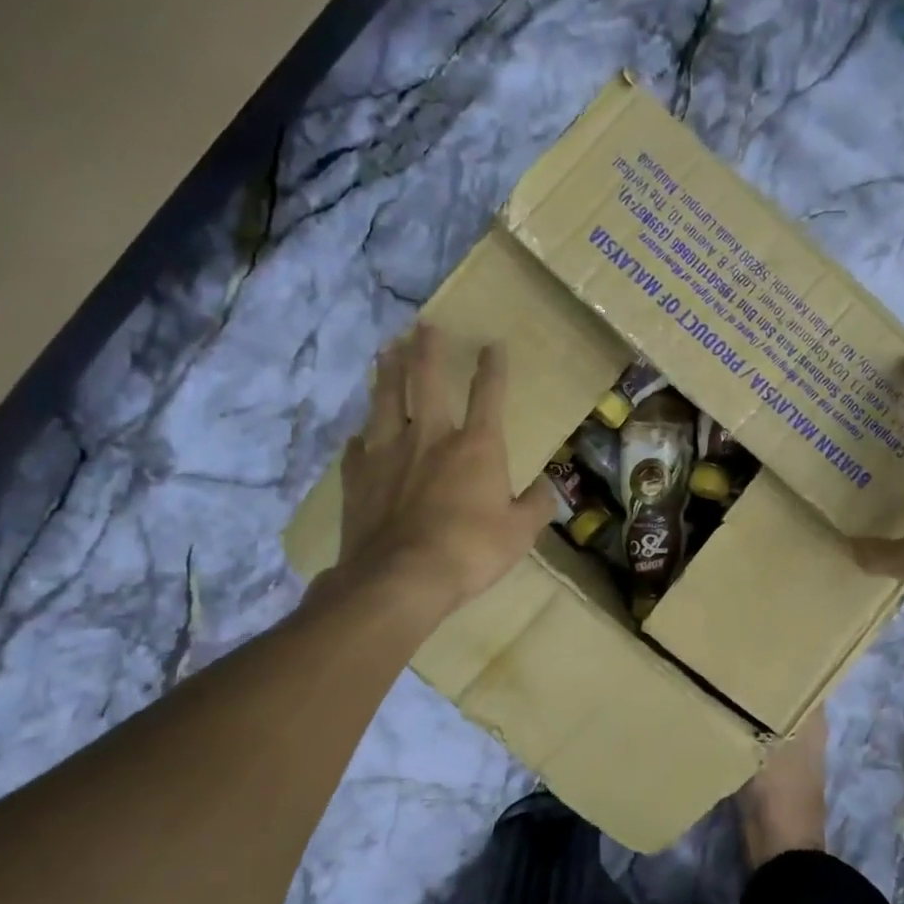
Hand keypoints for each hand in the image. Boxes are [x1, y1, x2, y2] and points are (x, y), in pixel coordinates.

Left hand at [324, 324, 555, 615]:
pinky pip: (357, 447)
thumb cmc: (470, 551)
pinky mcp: (358, 476)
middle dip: (427, 349)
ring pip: (385, 399)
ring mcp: (388, 452)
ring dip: (387, 372)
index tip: (492, 343)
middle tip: (424, 325)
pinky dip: (361, 438)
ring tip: (386, 350)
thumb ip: (536, 505)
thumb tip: (545, 489)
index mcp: (476, 446)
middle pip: (426, 380)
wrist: (401, 578)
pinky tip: (358, 434)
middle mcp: (430, 436)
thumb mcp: (520, 533)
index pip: (487, 394)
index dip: (492, 366)